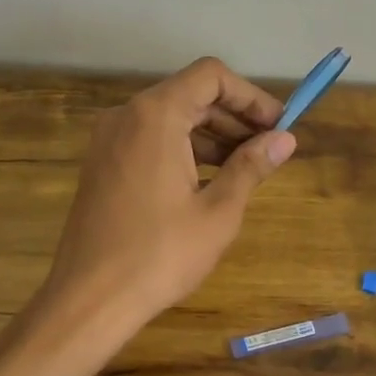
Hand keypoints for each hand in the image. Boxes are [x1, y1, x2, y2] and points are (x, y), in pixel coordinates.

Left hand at [40, 56, 295, 334]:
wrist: (90, 299)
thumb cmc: (160, 254)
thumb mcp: (218, 211)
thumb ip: (251, 166)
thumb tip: (285, 140)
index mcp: (156, 116)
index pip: (211, 76)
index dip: (251, 96)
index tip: (279, 126)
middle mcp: (127, 116)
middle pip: (190, 94)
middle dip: (234, 117)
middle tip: (269, 149)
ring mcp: (109, 140)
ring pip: (170, 118)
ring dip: (211, 135)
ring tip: (246, 168)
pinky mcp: (102, 164)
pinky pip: (150, 140)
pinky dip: (184, 149)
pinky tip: (208, 181)